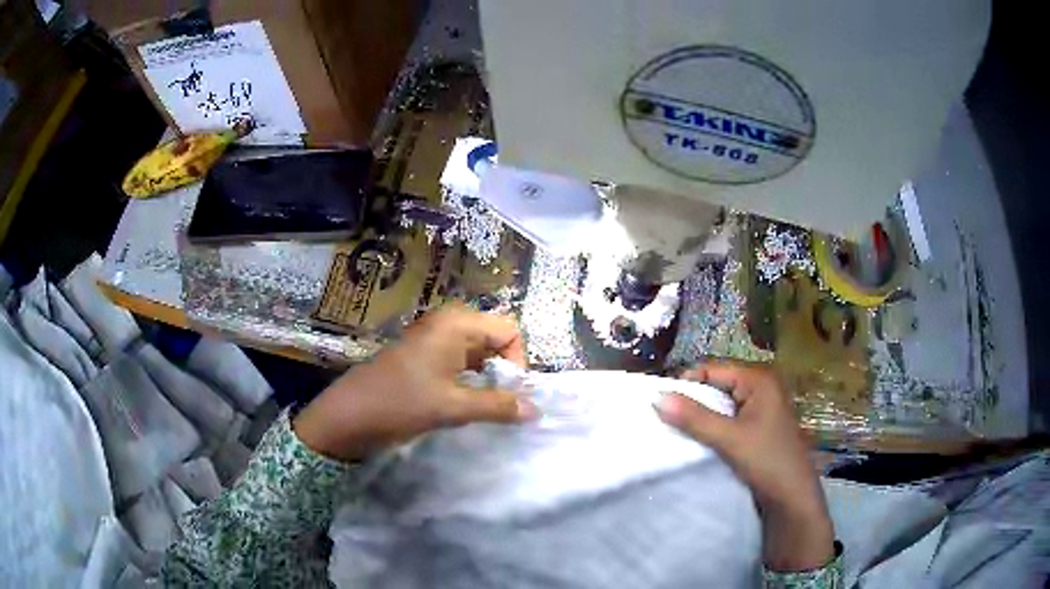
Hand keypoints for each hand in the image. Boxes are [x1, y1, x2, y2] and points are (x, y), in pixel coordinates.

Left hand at [294, 306, 536, 461]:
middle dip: (503, 370)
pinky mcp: (423, 356)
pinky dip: (469, 380)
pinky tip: (463, 404)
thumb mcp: (453, 407)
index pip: (509, 330)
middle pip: (494, 339)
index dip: (517, 361)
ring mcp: (433, 339)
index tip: (510, 393)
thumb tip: (536, 411)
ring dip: (487, 378)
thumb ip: (498, 406)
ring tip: (483, 407)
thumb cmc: (401, 403)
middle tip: (500, 403)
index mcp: (456, 324)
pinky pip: (459, 362)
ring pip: (477, 353)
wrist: (349, 414)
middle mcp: (447, 324)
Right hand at [655, 361, 834, 572]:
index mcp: (759, 378)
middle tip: (664, 416)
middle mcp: (761, 384)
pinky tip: (698, 437)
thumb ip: (694, 418)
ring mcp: (760, 404)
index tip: (659, 403)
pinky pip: (727, 415)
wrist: (792, 496)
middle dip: (691, 399)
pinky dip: (711, 424)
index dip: (685, 383)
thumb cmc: (767, 460)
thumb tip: (657, 397)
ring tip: (677, 427)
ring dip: (700, 413)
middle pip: (716, 383)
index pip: (712, 369)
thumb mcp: (729, 438)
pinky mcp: (757, 423)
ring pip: (720, 401)